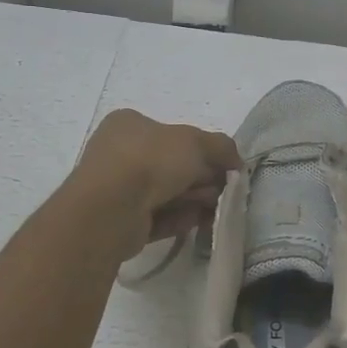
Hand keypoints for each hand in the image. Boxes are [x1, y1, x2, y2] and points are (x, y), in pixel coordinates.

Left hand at [71, 109, 240, 258]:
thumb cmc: (150, 160)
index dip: (201, 150)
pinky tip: (196, 223)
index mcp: (128, 124)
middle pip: (170, 165)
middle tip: (222, 190)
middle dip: (200, 178)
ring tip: (214, 209)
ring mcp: (115, 188)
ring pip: (164, 193)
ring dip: (192, 200)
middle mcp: (117, 153)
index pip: (171, 134)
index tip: (224, 166)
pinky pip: (154, 217)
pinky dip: (177, 219)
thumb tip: (236, 162)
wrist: (111, 209)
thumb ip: (221, 147)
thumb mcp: (196, 143)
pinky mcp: (117, 221)